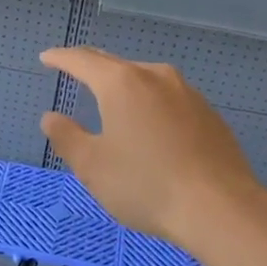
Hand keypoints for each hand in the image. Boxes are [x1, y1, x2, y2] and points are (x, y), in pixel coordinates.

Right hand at [39, 46, 266, 244]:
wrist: (219, 208)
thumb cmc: (145, 185)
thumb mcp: (92, 166)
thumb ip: (67, 137)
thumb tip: (51, 117)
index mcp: (122, 84)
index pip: (83, 61)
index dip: (61, 58)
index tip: (47, 58)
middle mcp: (156, 77)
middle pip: (116, 64)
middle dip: (91, 66)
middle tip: (73, 69)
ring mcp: (188, 94)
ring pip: (146, 80)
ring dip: (124, 85)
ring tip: (111, 97)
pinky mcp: (209, 115)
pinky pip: (168, 99)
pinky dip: (149, 104)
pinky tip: (149, 125)